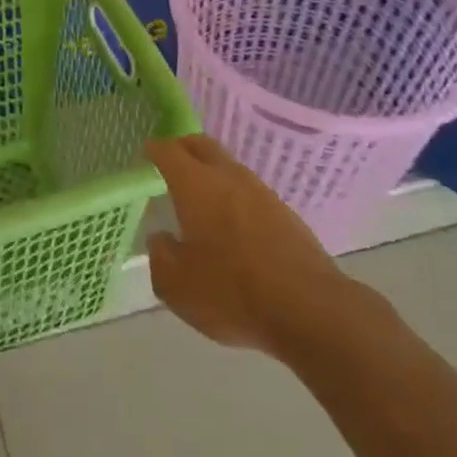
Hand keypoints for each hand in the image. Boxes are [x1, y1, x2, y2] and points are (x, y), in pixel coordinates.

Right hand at [146, 135, 361, 360]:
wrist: (311, 311)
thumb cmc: (232, 292)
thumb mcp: (176, 285)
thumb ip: (161, 256)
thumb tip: (161, 239)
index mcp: (195, 184)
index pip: (168, 150)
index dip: (153, 148)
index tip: (145, 152)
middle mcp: (228, 177)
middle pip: (201, 145)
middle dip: (183, 147)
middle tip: (170, 160)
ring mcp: (261, 193)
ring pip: (229, 168)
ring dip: (212, 173)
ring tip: (201, 195)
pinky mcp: (287, 215)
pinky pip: (251, 194)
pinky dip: (235, 198)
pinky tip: (233, 224)